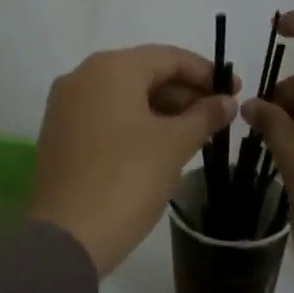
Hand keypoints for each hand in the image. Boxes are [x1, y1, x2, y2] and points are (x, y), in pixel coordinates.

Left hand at [28, 45, 237, 274]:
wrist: (68, 235)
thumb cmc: (128, 179)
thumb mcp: (175, 144)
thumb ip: (205, 115)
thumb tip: (226, 101)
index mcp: (112, 68)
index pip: (169, 57)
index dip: (206, 73)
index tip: (234, 91)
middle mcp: (83, 76)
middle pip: (144, 73)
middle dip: (184, 92)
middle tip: (217, 116)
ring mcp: (66, 105)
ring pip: (124, 95)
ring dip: (161, 109)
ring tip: (194, 133)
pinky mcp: (59, 132)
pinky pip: (105, 114)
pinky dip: (135, 122)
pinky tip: (159, 144)